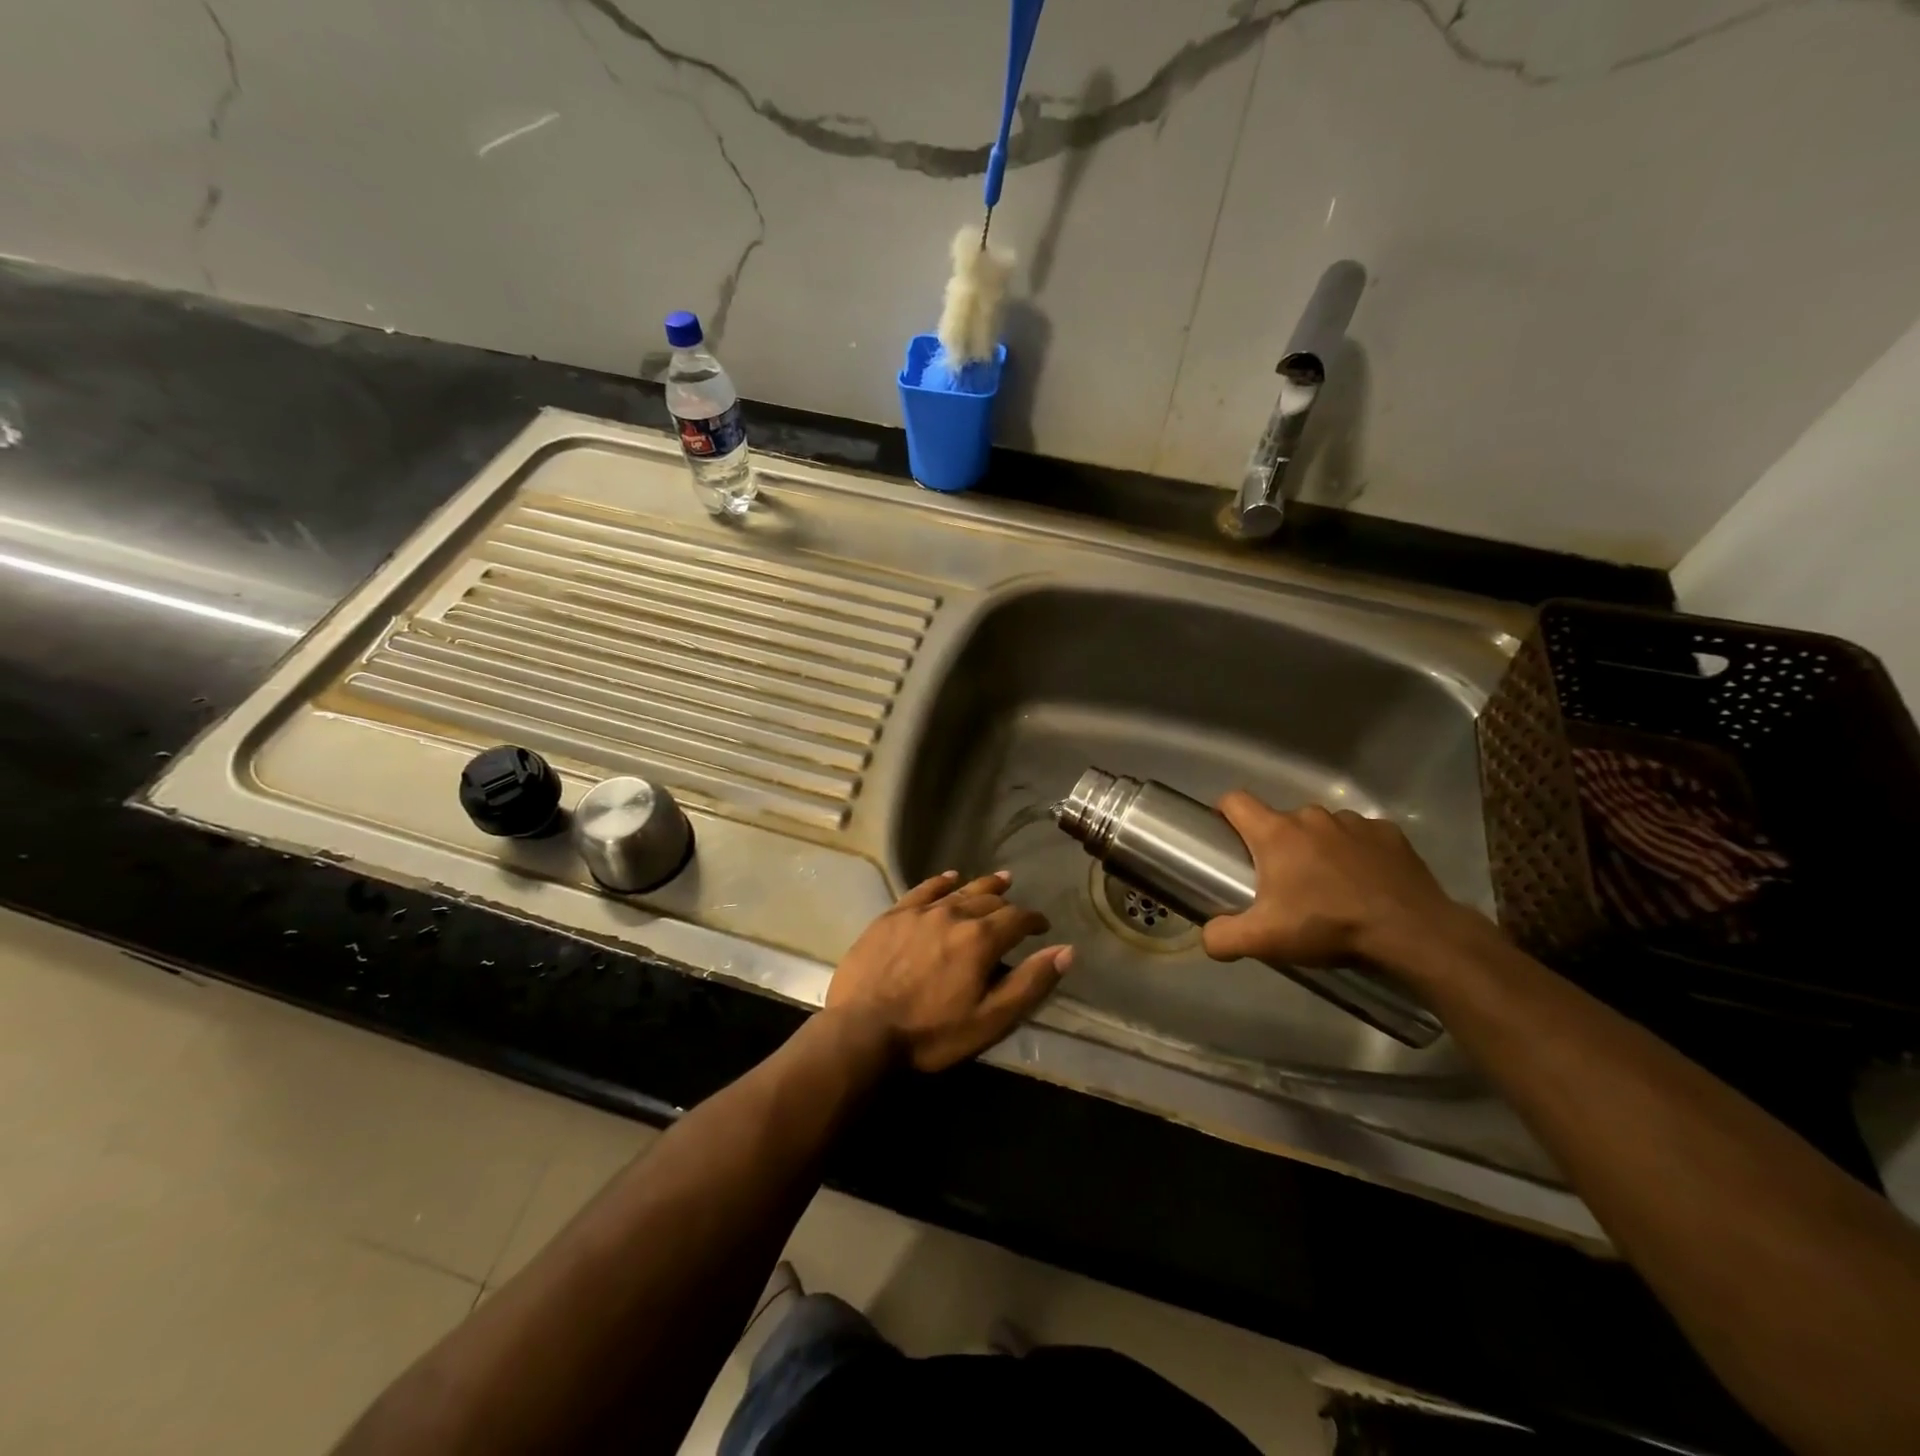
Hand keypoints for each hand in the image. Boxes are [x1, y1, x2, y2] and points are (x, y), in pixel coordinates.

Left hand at [825, 871, 1073, 1072]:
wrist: (862, 1031)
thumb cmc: (931, 1033)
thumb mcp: (990, 1020)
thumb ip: (1030, 983)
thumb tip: (1066, 951)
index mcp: (980, 939)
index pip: (1017, 919)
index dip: (1034, 921)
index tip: (1042, 927)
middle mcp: (953, 914)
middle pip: (989, 900)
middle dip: (1008, 904)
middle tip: (1018, 909)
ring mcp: (920, 912)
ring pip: (959, 891)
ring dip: (982, 886)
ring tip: (999, 880)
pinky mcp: (892, 916)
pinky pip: (923, 890)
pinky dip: (941, 882)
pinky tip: (949, 877)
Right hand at [1202, 792, 1472, 968]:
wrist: (1413, 933)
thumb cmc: (1329, 927)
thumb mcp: (1265, 941)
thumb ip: (1222, 937)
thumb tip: (1208, 937)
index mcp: (1276, 833)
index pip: (1235, 801)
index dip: (1224, 813)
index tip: (1227, 838)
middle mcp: (1311, 817)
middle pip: (1280, 820)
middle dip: (1277, 845)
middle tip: (1284, 884)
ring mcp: (1354, 822)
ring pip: (1322, 828)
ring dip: (1318, 848)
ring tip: (1330, 886)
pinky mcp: (1389, 833)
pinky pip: (1360, 836)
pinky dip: (1356, 853)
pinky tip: (1366, 882)